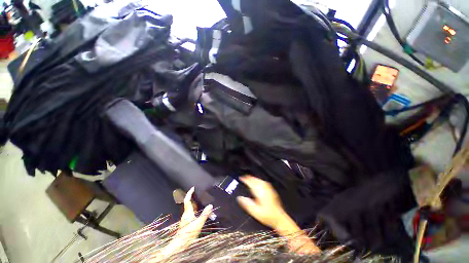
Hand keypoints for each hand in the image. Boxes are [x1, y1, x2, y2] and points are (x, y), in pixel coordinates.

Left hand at [161, 187, 211, 256]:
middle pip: (190, 203)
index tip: (193, 188)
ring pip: (192, 209)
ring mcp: (186, 218)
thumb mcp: (198, 223)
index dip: (189, 193)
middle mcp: (186, 214)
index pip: (187, 200)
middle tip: (202, 195)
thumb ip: (205, 214)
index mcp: (188, 212)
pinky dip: (197, 211)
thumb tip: (210, 205)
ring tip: (204, 203)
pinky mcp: (187, 222)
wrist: (180, 245)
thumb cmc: (188, 233)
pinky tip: (202, 214)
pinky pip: (193, 213)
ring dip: (197, 205)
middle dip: (195, 198)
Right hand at [236, 175, 286, 228]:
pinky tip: (257, 182)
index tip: (241, 178)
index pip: (251, 182)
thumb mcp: (255, 212)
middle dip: (249, 177)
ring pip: (259, 180)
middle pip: (255, 180)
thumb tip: (239, 197)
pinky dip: (258, 180)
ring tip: (249, 178)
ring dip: (253, 178)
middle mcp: (264, 188)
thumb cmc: (267, 216)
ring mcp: (269, 188)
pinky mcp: (271, 190)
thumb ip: (247, 204)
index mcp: (260, 192)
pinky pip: (263, 182)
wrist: (279, 218)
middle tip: (243, 177)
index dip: (245, 179)